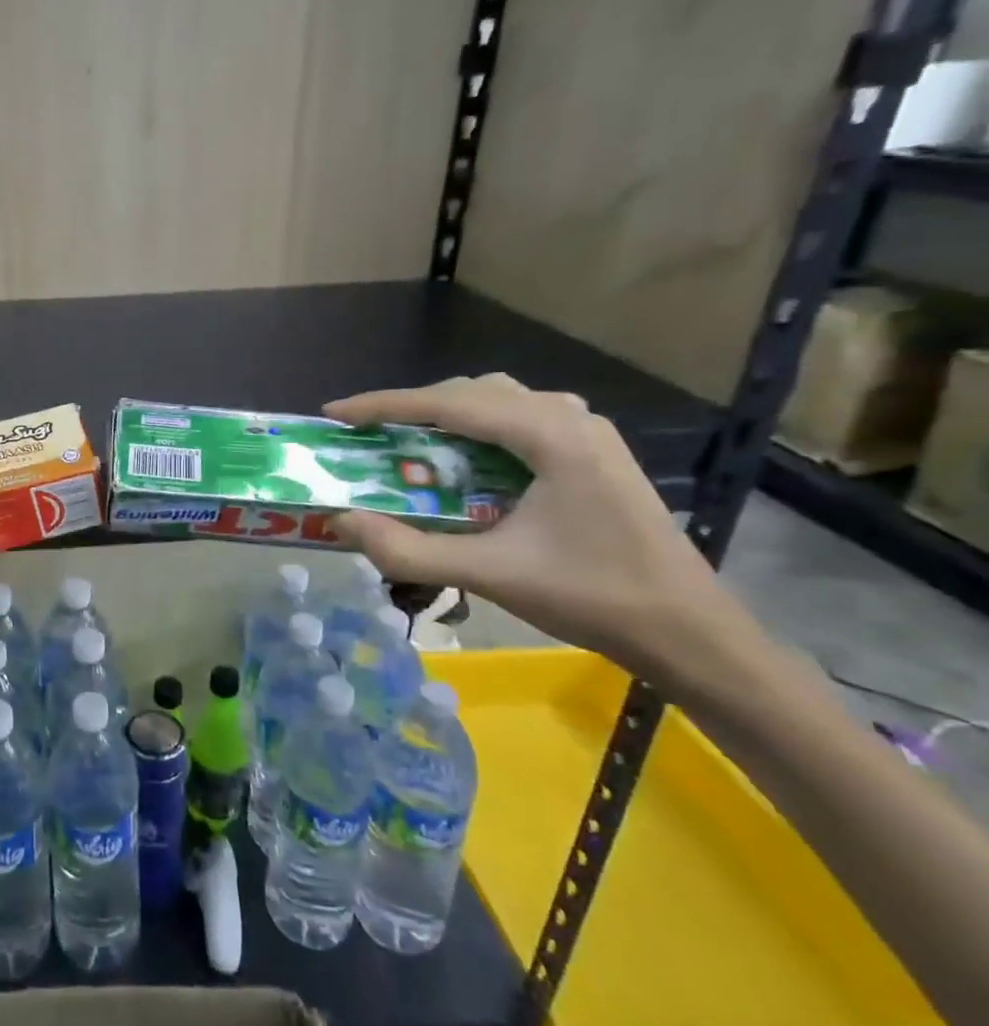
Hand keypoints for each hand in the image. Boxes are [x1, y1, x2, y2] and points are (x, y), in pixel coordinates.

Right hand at [325, 375, 740, 679]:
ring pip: (496, 400)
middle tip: (366, 434)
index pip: (449, 403)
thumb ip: (407, 549)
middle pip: (471, 392)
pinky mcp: (592, 451)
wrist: (690, 633)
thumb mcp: (489, 574)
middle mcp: (569, 417)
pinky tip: (460, 458)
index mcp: (550, 436)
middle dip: (411, 407)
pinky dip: (475, 428)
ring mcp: (587, 431)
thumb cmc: (592, 598)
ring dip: (444, 414)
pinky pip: (518, 419)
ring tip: (405, 441)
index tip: (335, 414)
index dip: (384, 405)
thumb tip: (341, 521)